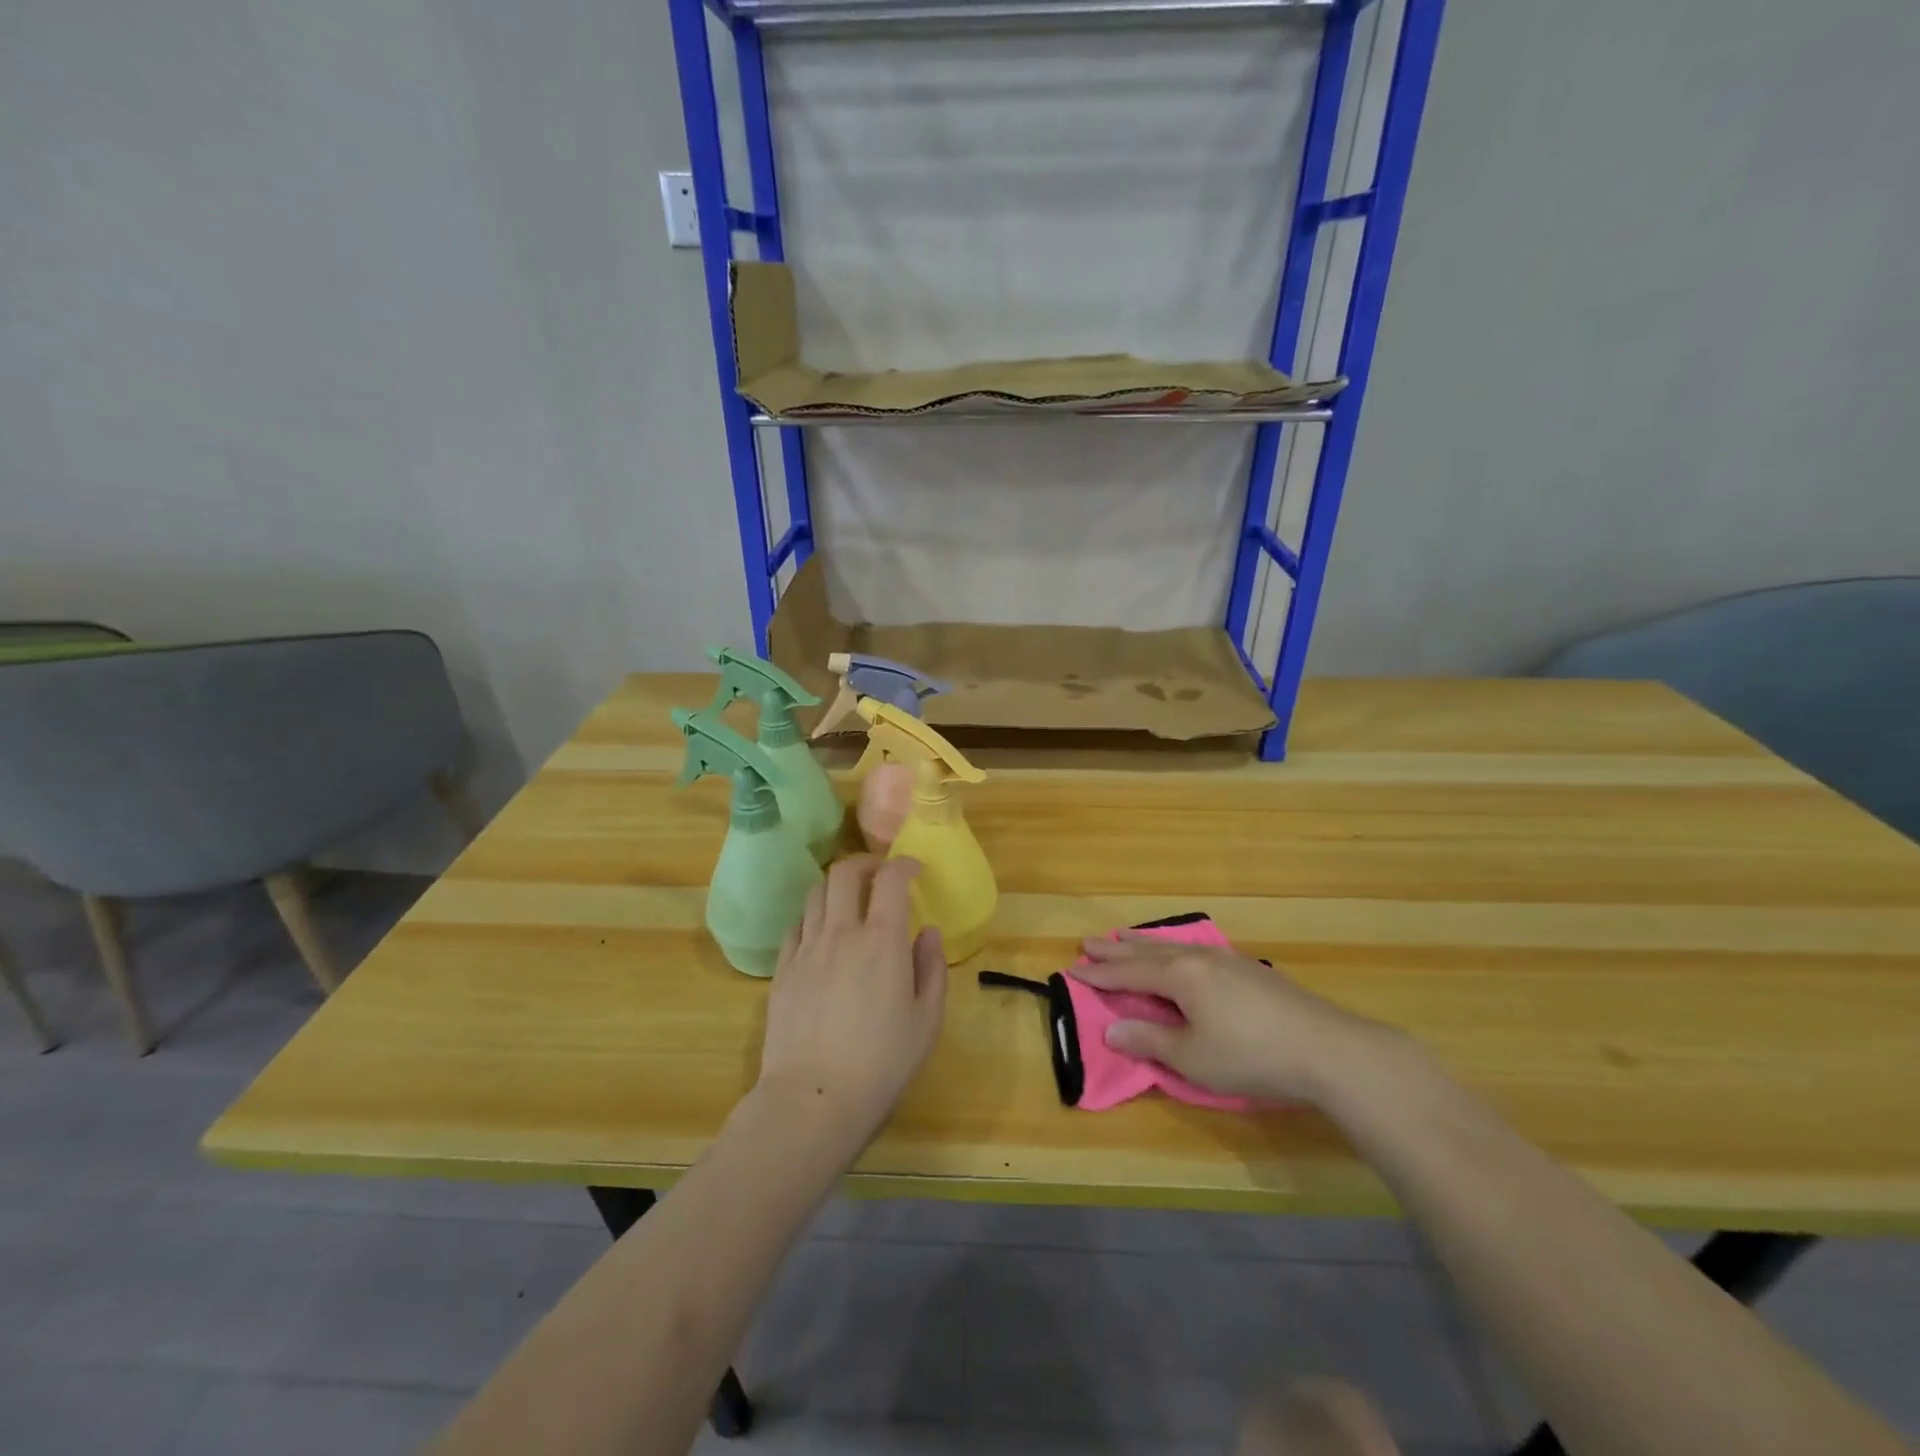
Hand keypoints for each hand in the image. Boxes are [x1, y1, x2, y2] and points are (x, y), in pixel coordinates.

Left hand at [756, 855, 947, 1162]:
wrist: (812, 1099)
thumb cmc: (881, 1064)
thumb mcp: (926, 1021)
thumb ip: (932, 969)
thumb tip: (928, 932)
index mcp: (882, 941)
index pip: (890, 878)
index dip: (904, 864)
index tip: (915, 870)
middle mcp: (841, 933)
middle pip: (844, 872)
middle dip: (865, 863)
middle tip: (880, 877)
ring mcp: (806, 949)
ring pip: (815, 893)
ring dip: (837, 887)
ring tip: (850, 903)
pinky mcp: (782, 970)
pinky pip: (796, 925)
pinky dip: (813, 917)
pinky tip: (822, 936)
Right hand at [1070, 934, 1401, 1105]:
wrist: (1327, 1049)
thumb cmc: (1251, 1055)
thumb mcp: (1192, 1057)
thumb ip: (1150, 1041)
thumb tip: (1112, 1028)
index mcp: (1180, 976)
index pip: (1129, 973)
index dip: (1100, 973)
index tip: (1073, 967)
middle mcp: (1198, 958)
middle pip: (1147, 952)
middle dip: (1116, 950)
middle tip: (1088, 941)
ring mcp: (1227, 960)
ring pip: (1173, 947)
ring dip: (1143, 945)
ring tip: (1124, 937)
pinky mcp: (1249, 970)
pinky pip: (1195, 951)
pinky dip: (1172, 950)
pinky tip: (1181, 953)